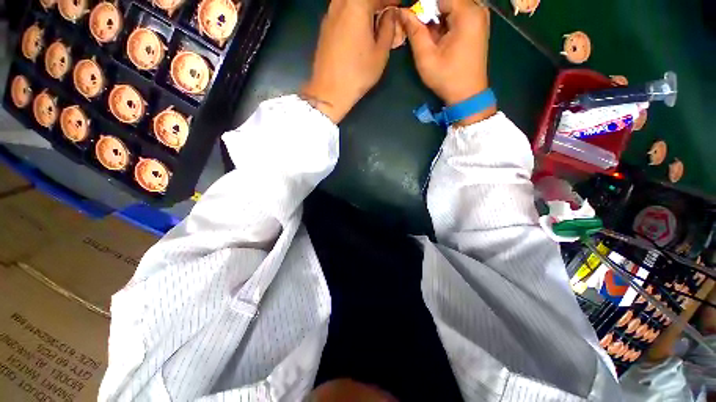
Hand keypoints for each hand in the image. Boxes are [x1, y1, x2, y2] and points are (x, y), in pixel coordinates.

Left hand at [302, 0, 399, 122]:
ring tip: (373, 22)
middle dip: (376, 3)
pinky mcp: (324, 28)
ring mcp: (329, 15)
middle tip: (385, 13)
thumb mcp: (380, 53)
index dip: (390, 0)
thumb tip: (390, 14)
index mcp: (357, 5)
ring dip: (363, 7)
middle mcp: (340, 4)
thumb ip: (388, 28)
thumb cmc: (358, 74)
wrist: (330, 91)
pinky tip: (358, 29)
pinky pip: (341, 11)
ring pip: (349, 2)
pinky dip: (352, 14)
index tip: (398, 5)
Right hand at [399, 0, 494, 124]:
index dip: (422, 5)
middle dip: (429, 11)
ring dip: (436, 17)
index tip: (412, 19)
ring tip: (429, 36)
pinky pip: (458, 13)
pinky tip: (438, 36)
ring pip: (452, 6)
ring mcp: (480, 16)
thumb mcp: (426, 57)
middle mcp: (477, 9)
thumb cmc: (447, 78)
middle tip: (419, 29)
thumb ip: (414, 31)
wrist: (468, 94)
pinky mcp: (478, 25)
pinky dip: (445, 21)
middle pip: (447, 1)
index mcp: (467, 13)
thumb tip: (402, 12)